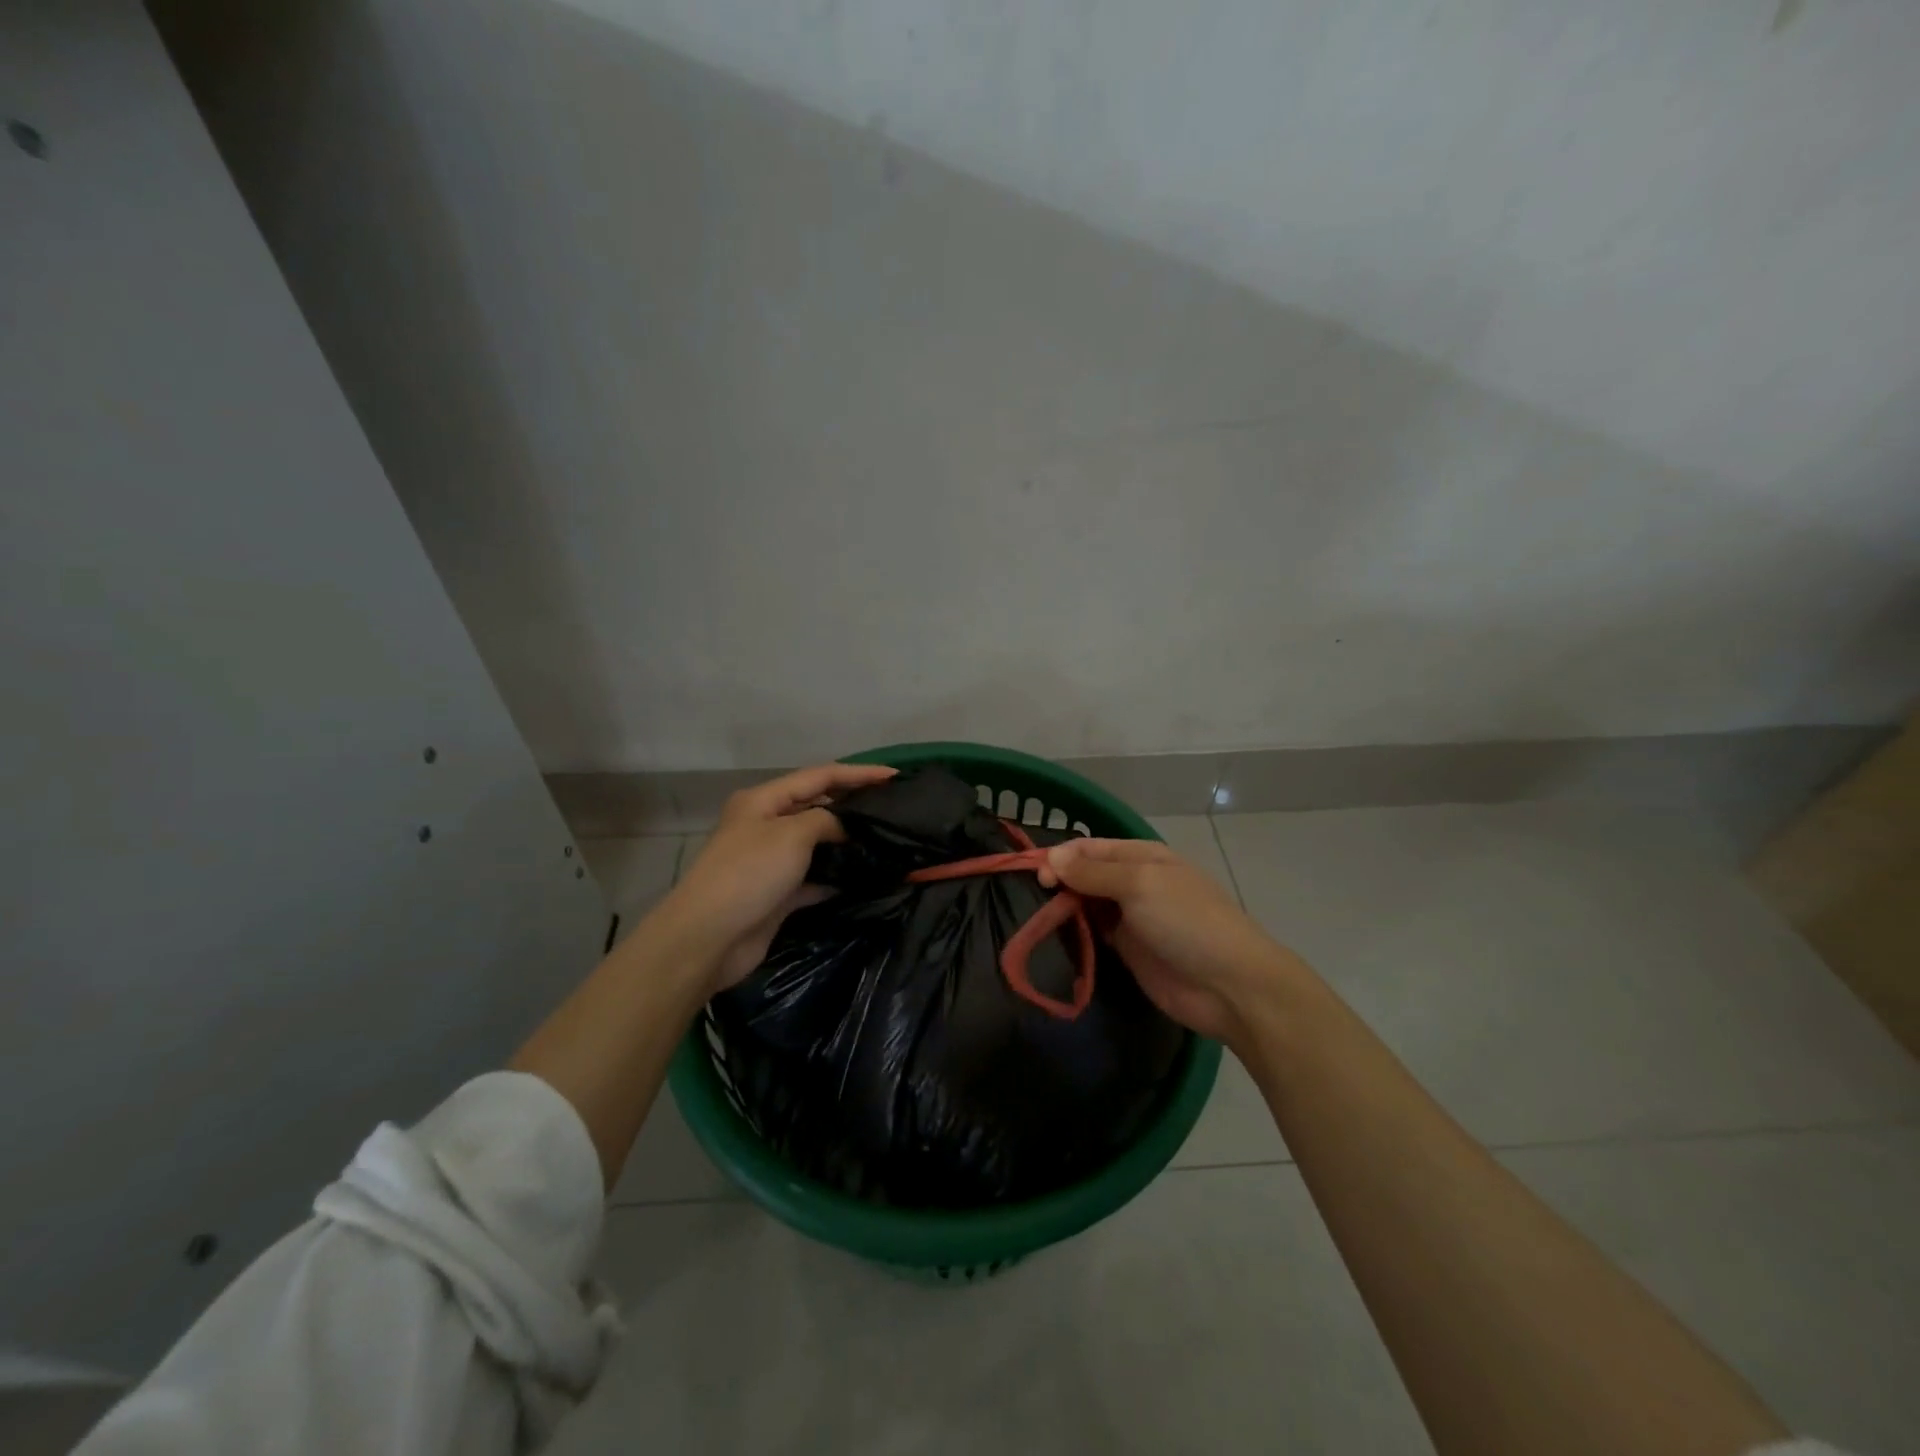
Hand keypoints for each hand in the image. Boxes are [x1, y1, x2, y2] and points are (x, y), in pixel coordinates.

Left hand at [652, 762, 896, 994]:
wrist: (709, 938)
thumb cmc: (749, 873)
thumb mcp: (792, 834)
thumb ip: (826, 821)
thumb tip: (844, 829)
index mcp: (763, 800)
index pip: (819, 776)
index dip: (858, 774)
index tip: (894, 776)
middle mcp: (766, 825)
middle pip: (817, 807)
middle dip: (853, 805)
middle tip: (893, 808)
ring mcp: (771, 861)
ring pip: (817, 843)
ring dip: (847, 843)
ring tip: (886, 841)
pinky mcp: (778, 894)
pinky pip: (815, 877)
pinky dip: (836, 876)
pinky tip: (864, 877)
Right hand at [1039, 838, 1304, 1049]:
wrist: (1230, 986)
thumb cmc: (1187, 921)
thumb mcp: (1140, 885)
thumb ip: (1093, 872)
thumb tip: (1052, 857)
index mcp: (1142, 857)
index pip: (1090, 848)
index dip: (1061, 856)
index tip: (1034, 874)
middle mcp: (1135, 882)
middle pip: (1085, 874)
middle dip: (1059, 881)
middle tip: (1033, 898)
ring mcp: (1131, 918)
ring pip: (1086, 904)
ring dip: (1063, 908)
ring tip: (1034, 917)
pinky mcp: (1127, 950)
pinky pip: (1093, 934)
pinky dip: (1074, 933)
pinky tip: (1052, 937)